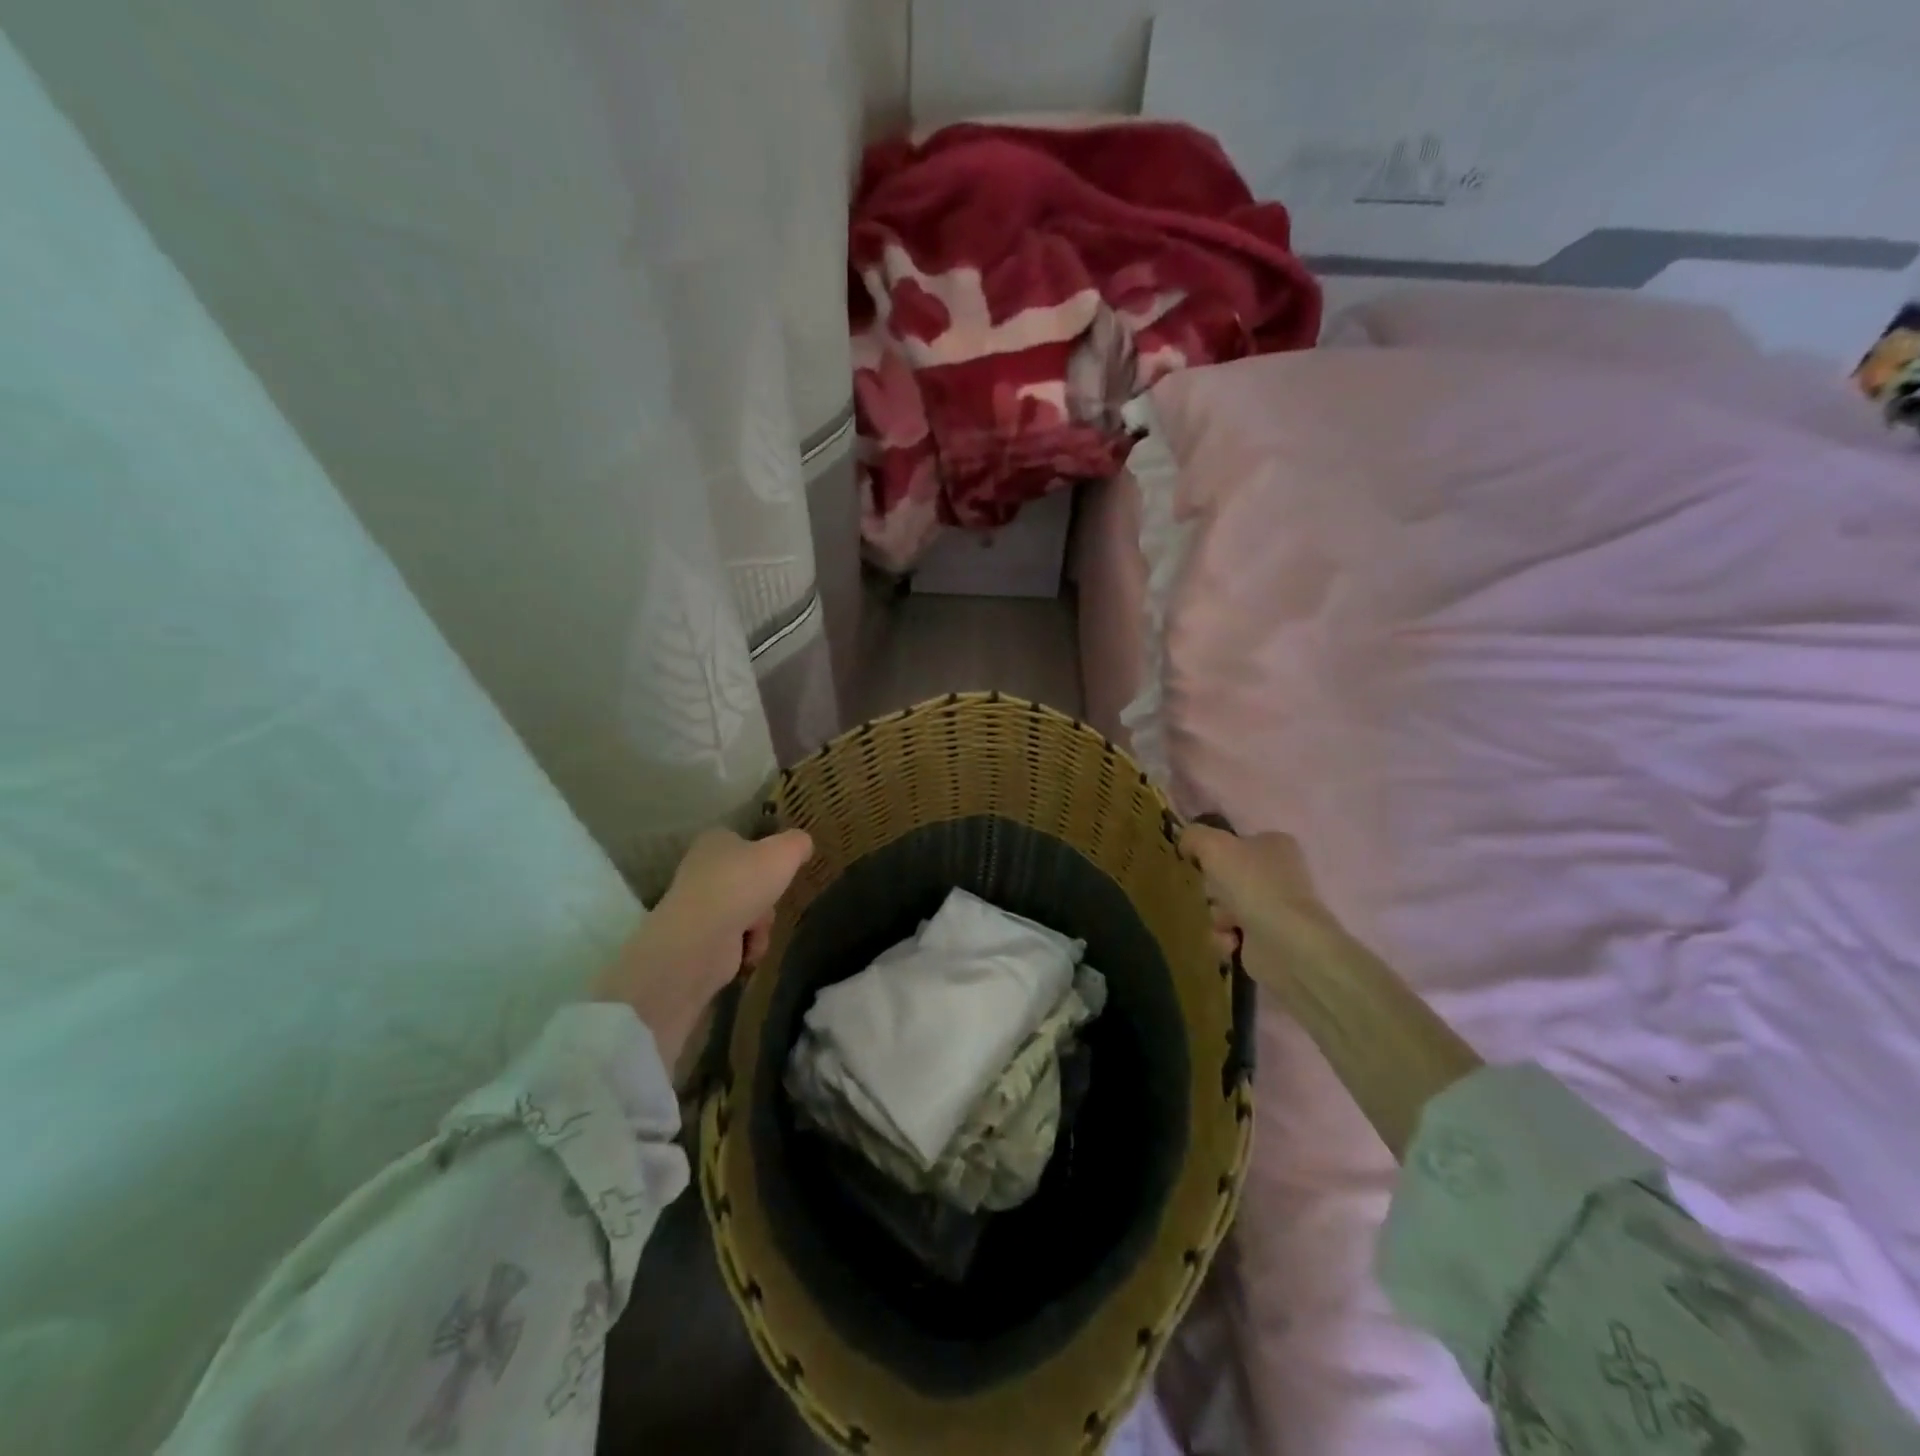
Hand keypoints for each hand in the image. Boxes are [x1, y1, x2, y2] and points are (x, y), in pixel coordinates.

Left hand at [593, 828, 813, 1069]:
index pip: (744, 842)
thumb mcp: (785, 852)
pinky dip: (748, 947)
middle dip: (767, 898)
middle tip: (773, 900)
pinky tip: (748, 951)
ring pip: (747, 913)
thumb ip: (798, 843)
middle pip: (750, 882)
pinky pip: (736, 941)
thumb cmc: (742, 883)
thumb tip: (803, 844)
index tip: (782, 869)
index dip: (765, 855)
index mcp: (716, 841)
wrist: (702, 939)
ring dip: (761, 925)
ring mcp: (699, 906)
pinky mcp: (700, 940)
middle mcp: (702, 870)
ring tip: (757, 931)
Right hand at [1180, 824, 1336, 984]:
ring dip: (1216, 916)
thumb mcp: (1213, 845)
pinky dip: (1224, 938)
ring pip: (1223, 906)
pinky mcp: (1267, 939)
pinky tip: (1232, 941)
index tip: (1197, 862)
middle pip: (1224, 876)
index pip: (1234, 842)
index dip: (1212, 852)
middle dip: (1211, 889)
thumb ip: (1193, 836)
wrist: (1286, 944)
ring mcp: (1274, 908)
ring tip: (1225, 923)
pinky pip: (1229, 934)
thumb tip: (1184, 841)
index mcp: (1274, 844)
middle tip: (1212, 894)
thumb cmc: (1252, 885)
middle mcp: (1278, 873)